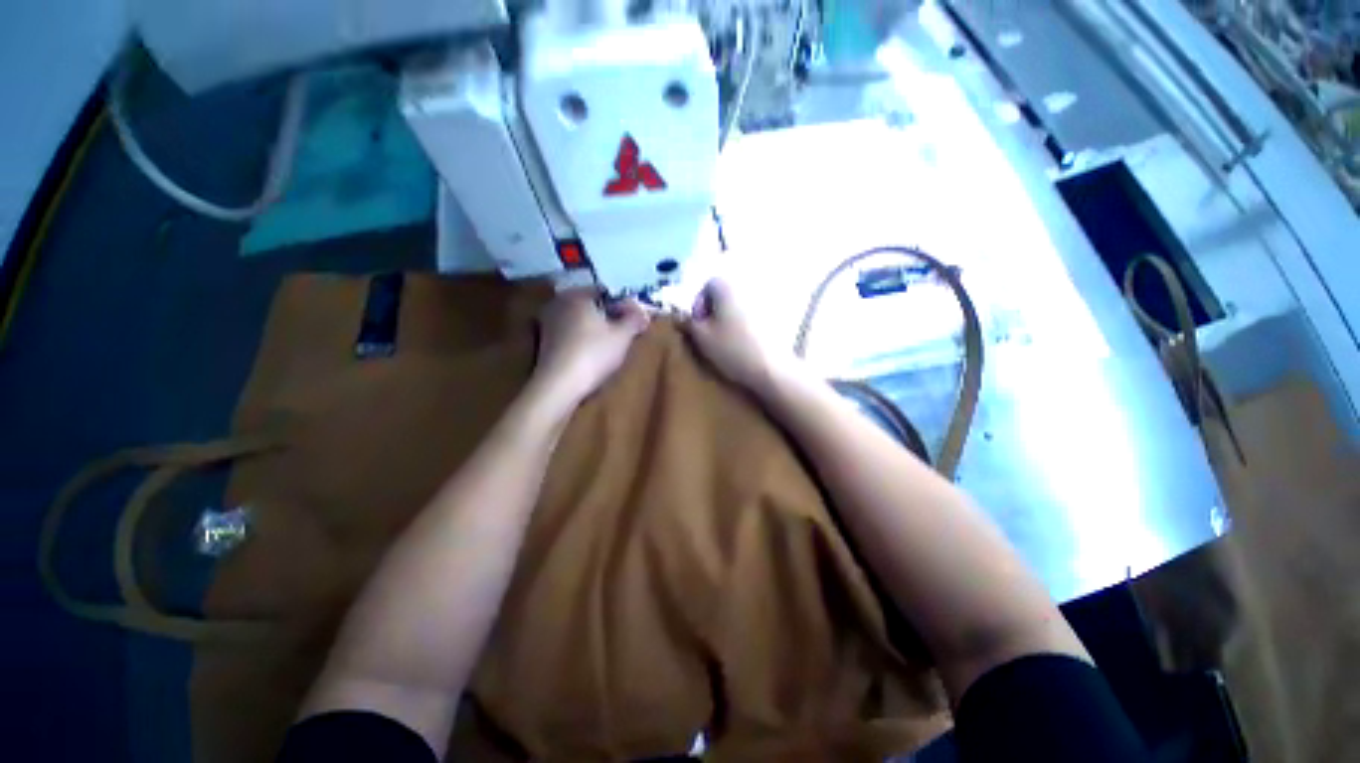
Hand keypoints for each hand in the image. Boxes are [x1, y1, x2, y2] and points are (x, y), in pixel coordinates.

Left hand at [533, 290, 649, 406]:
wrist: (559, 385)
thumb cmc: (594, 354)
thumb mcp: (623, 336)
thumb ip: (635, 319)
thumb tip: (642, 312)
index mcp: (577, 295)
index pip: (607, 292)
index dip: (625, 305)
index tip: (636, 320)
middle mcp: (559, 303)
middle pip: (592, 306)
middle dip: (610, 316)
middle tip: (627, 332)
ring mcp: (548, 323)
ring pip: (581, 320)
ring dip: (597, 329)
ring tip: (612, 345)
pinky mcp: (544, 342)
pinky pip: (571, 334)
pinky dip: (583, 339)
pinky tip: (593, 353)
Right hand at [683, 279, 792, 391]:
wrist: (770, 367)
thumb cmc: (731, 348)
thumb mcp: (701, 337)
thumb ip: (689, 323)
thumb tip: (682, 317)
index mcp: (727, 286)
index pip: (707, 286)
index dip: (699, 305)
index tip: (698, 325)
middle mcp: (747, 287)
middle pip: (725, 295)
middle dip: (715, 312)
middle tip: (710, 334)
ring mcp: (764, 301)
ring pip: (739, 307)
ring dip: (729, 320)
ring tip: (726, 341)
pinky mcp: (776, 317)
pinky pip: (753, 317)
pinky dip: (745, 326)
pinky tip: (743, 344)